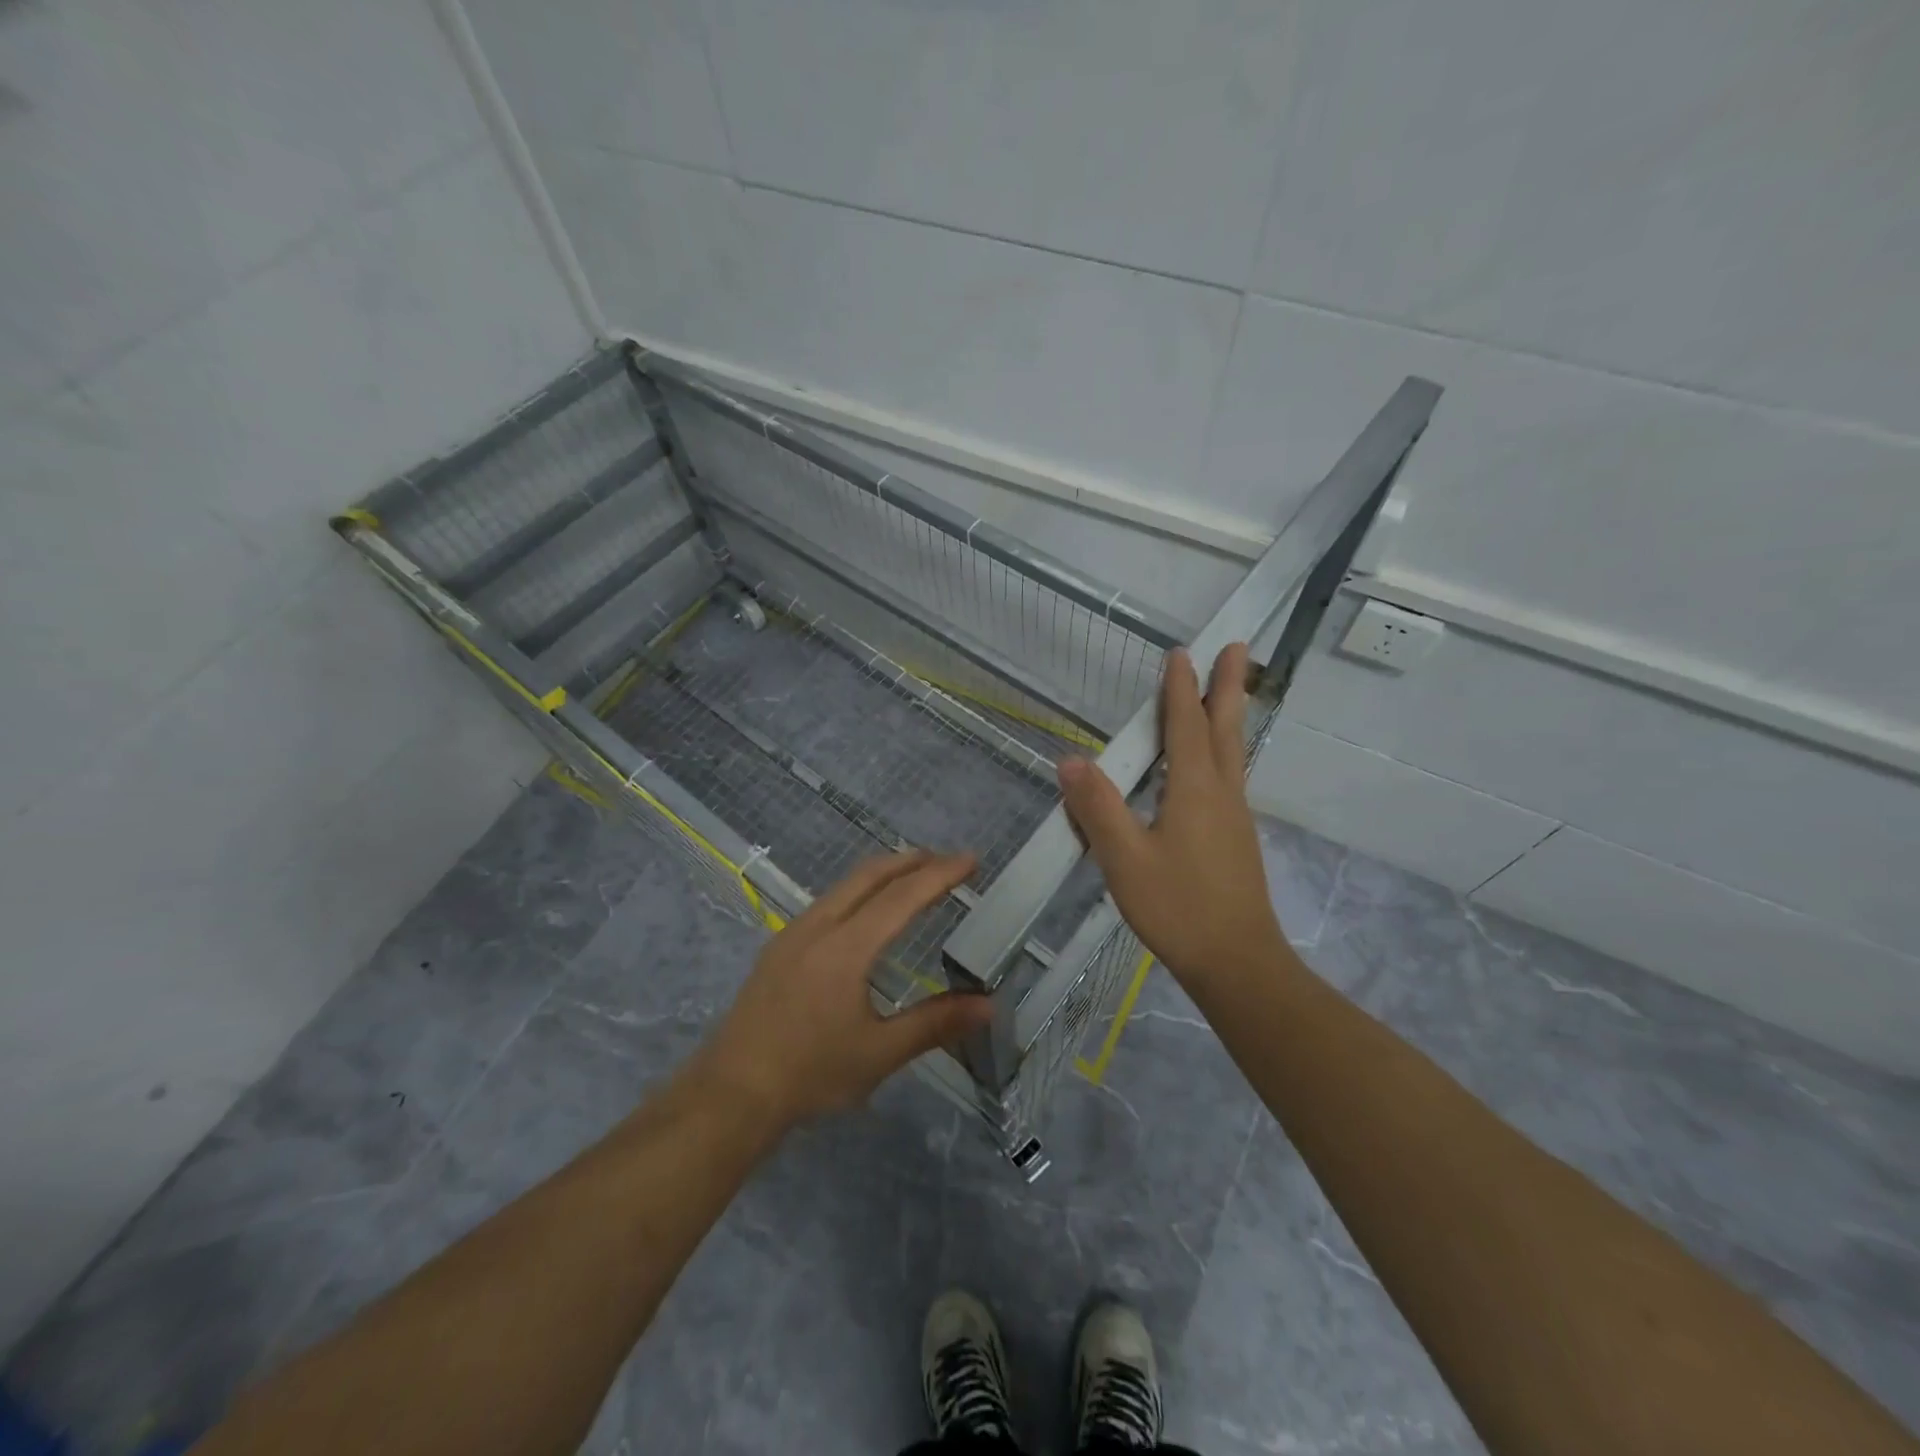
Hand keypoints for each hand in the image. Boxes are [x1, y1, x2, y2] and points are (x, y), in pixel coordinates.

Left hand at [695, 850, 995, 1131]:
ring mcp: (793, 933)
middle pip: (870, 875)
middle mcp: (818, 926)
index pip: (902, 897)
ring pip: (845, 885)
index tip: (971, 860)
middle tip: (946, 861)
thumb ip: (935, 1023)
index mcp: (846, 947)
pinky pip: (828, 901)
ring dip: (883, 874)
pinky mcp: (779, 947)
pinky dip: (859, 891)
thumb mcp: (880, 1053)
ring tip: (913, 877)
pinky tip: (866, 913)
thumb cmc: (811, 1074)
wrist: (732, 1093)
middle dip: (911, 861)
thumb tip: (988, 1005)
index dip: (940, 875)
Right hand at [1057, 644, 1285, 989]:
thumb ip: (1098, 808)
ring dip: (1228, 715)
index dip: (1179, 688)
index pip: (1185, 725)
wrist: (1237, 962)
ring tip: (1226, 692)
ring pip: (1232, 752)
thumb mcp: (1125, 859)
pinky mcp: (1236, 838)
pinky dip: (1222, 750)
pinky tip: (1209, 766)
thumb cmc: (1178, 907)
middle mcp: (1221, 793)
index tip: (1179, 653)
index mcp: (1194, 789)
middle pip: (1224, 728)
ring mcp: (1234, 816)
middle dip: (1227, 685)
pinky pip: (1228, 777)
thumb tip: (1071, 760)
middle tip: (1236, 647)